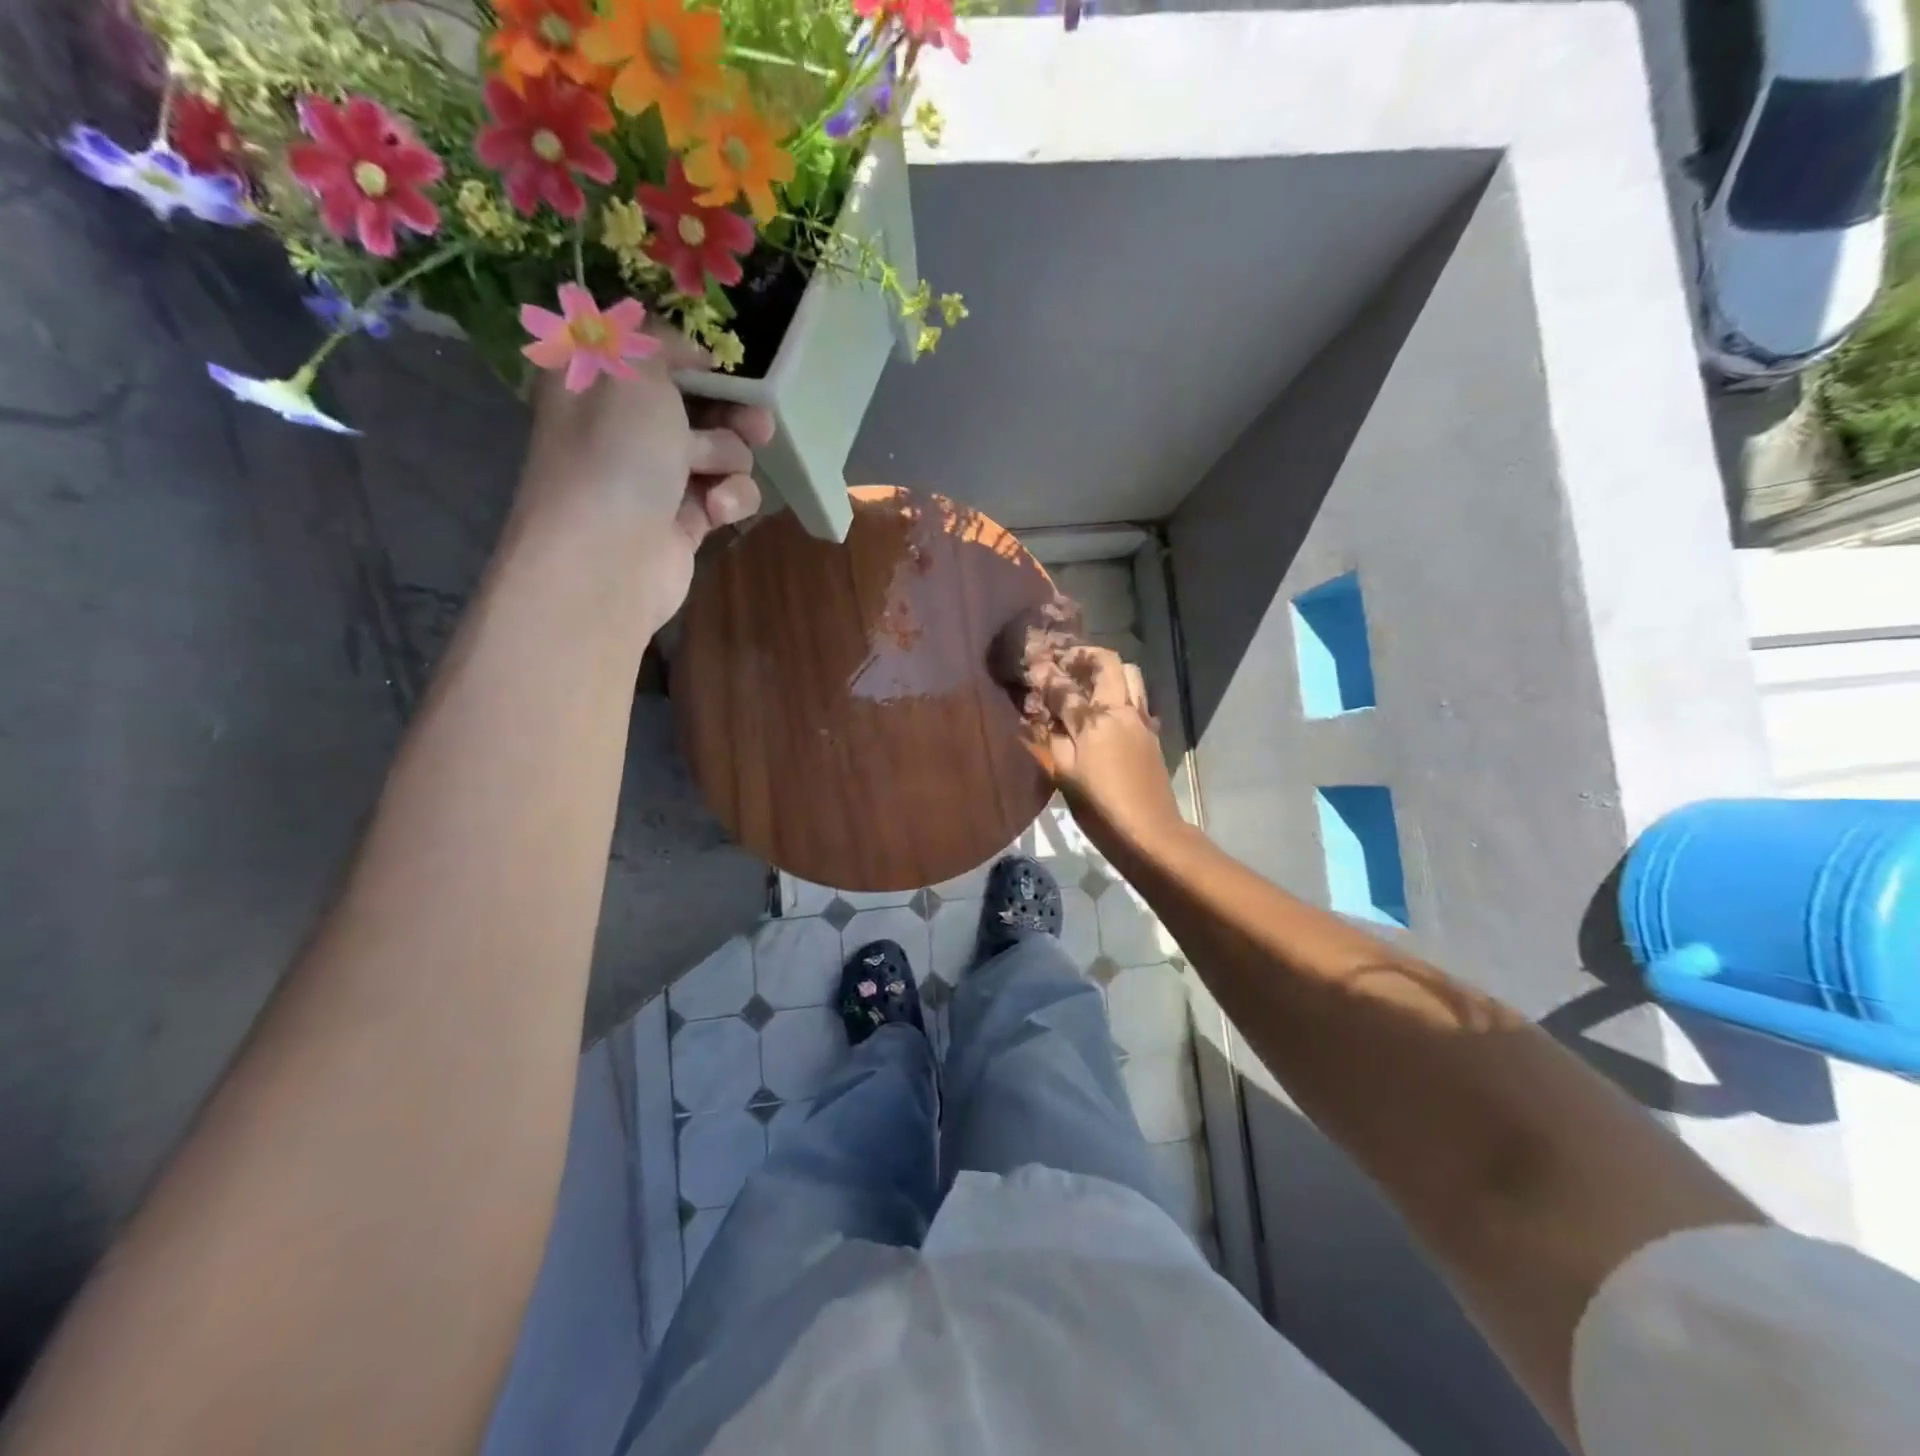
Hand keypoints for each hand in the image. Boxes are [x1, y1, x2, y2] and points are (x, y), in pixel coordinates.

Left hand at [512, 334, 774, 615]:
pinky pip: (727, 495)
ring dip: (729, 459)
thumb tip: (691, 353)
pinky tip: (715, 511)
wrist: (608, 557)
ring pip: (722, 452)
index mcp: (600, 382)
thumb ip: (661, 342)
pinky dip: (729, 499)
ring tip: (714, 474)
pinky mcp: (686, 520)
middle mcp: (627, 428)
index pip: (655, 356)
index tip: (721, 366)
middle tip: (757, 420)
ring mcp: (658, 478)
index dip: (692, 359)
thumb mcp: (632, 370)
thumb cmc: (615, 453)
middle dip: (733, 412)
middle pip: (700, 405)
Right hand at [1022, 641, 1186, 856]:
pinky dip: (1120, 692)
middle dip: (1084, 656)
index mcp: (1095, 720)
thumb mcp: (1064, 774)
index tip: (1030, 662)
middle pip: (1108, 663)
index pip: (1064, 686)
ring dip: (1107, 670)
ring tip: (1086, 681)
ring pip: (1130, 676)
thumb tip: (1036, 714)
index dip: (1045, 672)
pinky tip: (1106, 711)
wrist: (1149, 833)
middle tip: (1064, 662)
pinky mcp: (1152, 735)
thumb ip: (1050, 738)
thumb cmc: (1099, 807)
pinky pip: (1137, 698)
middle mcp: (1121, 710)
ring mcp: (1141, 720)